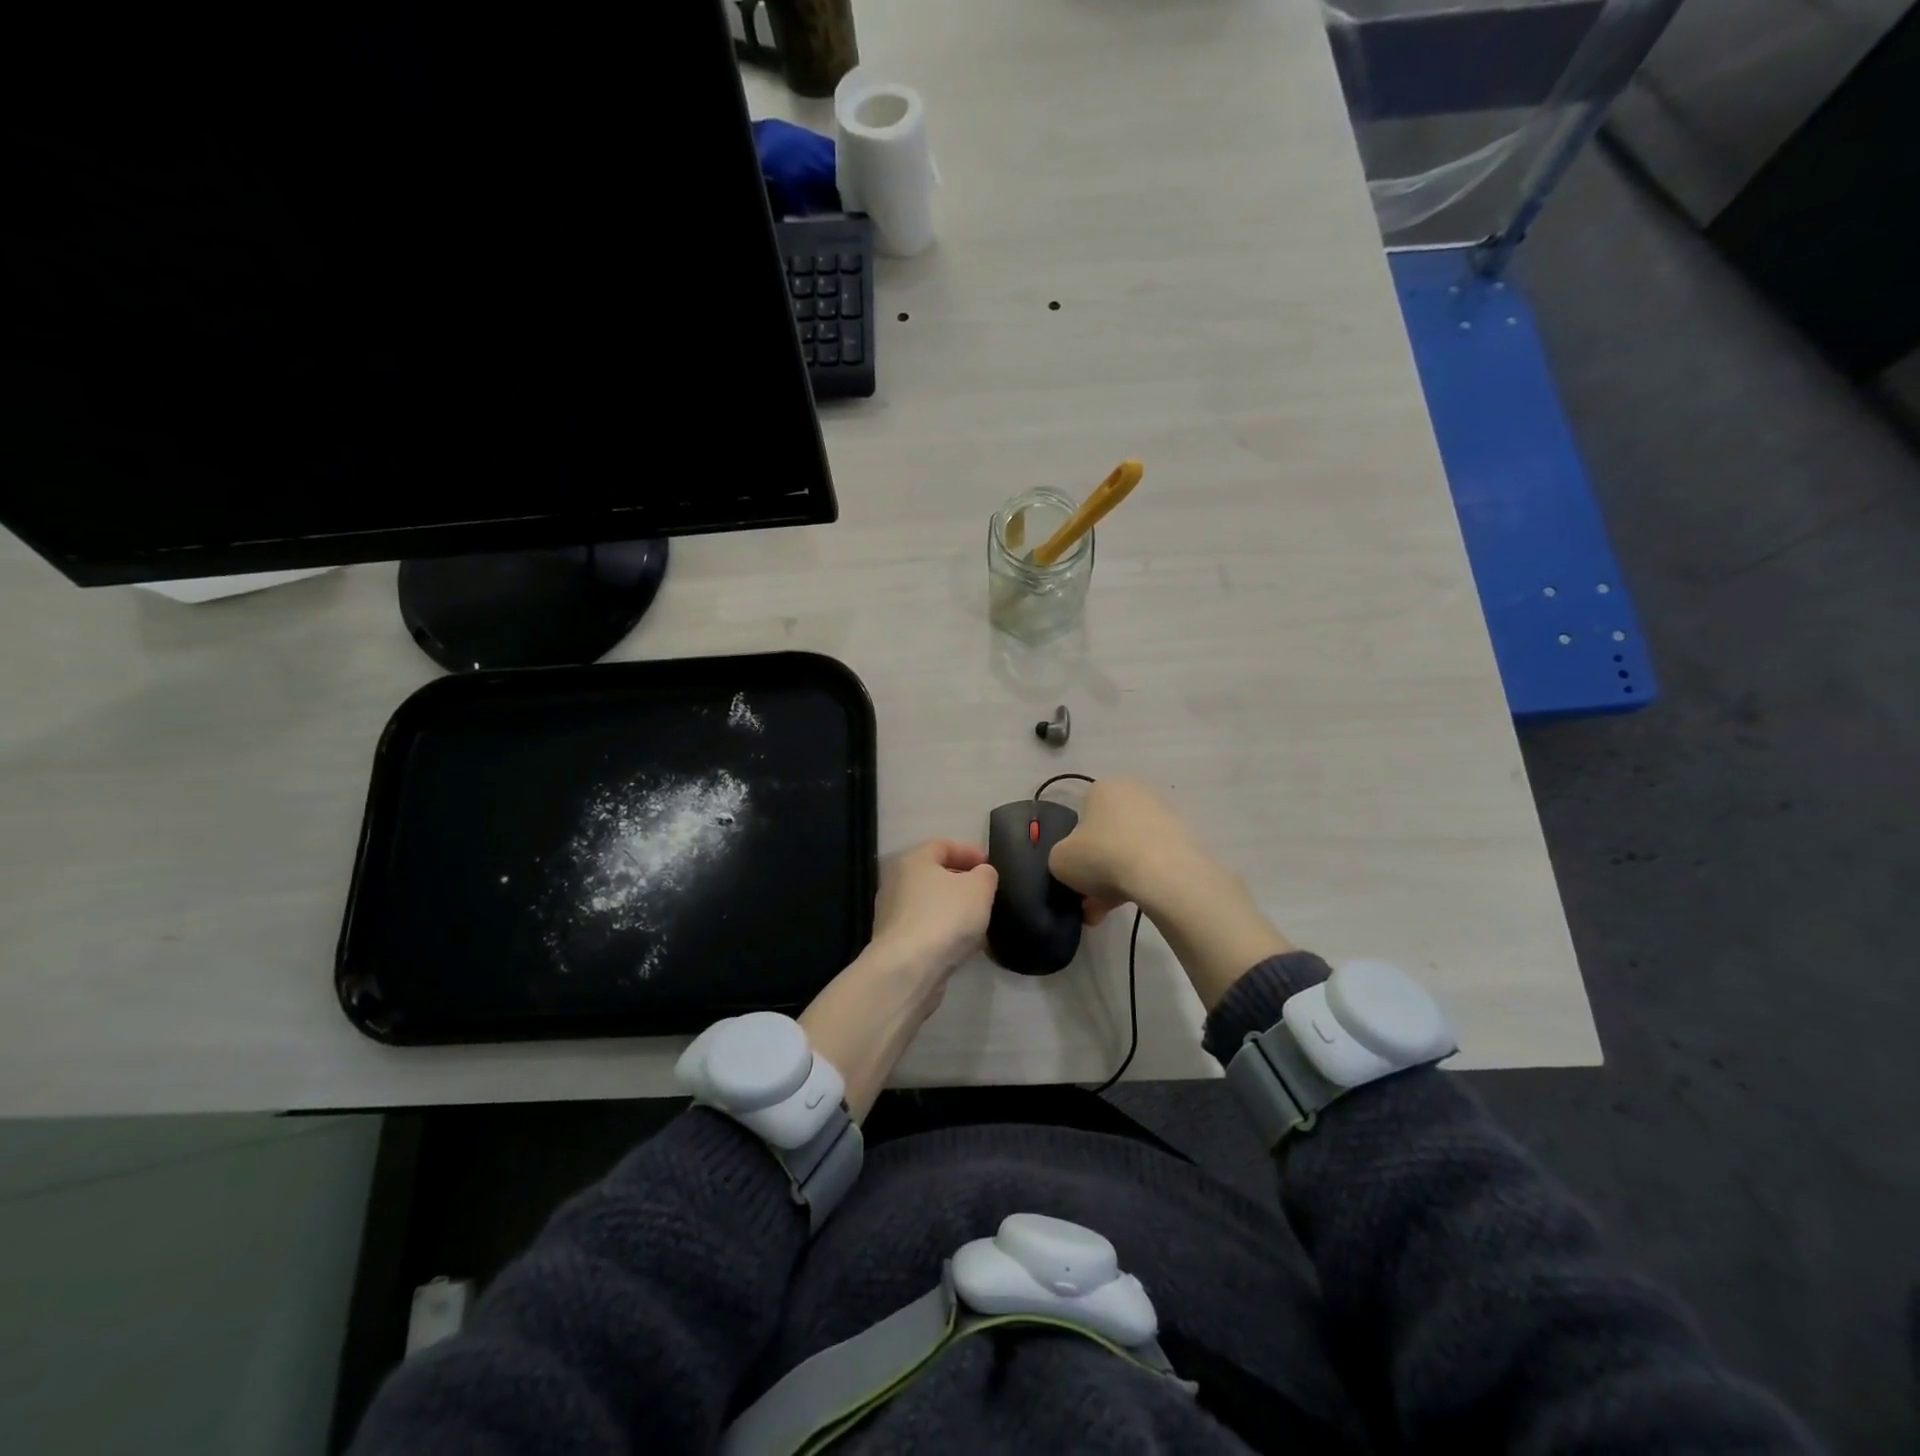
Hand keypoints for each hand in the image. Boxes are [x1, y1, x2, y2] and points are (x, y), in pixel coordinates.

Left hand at [868, 838, 998, 982]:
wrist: (909, 969)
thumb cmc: (945, 917)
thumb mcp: (979, 888)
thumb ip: (986, 875)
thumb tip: (982, 874)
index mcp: (913, 860)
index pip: (943, 845)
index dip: (969, 851)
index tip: (991, 866)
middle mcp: (896, 882)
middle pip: (934, 875)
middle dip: (962, 882)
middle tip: (987, 893)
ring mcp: (893, 915)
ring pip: (930, 904)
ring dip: (954, 910)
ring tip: (979, 921)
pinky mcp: (895, 943)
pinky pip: (926, 929)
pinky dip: (945, 931)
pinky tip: (963, 944)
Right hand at [1047, 778, 1212, 923]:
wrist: (1164, 874)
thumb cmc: (1102, 856)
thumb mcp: (1059, 859)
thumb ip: (1060, 858)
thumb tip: (1073, 864)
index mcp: (1103, 787)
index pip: (1081, 817)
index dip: (1074, 849)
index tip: (1074, 875)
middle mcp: (1135, 793)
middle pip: (1106, 836)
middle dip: (1095, 870)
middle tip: (1088, 900)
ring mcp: (1164, 816)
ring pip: (1128, 852)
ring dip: (1115, 881)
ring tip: (1106, 912)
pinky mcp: (1185, 840)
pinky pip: (1152, 862)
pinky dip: (1140, 882)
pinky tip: (1131, 905)